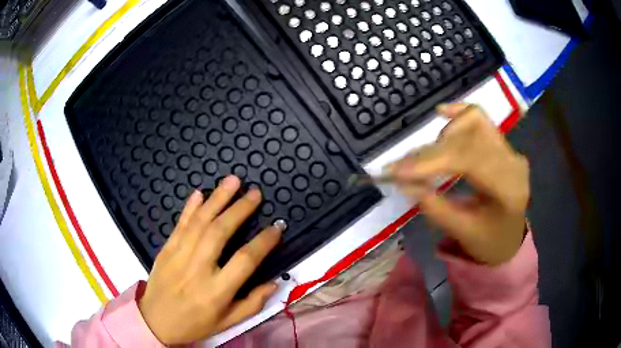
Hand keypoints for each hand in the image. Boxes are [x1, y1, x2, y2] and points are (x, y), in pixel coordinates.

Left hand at [138, 175, 282, 344]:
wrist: (155, 321)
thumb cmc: (195, 324)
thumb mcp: (228, 323)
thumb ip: (252, 303)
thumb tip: (274, 282)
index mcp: (216, 291)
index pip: (245, 260)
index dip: (264, 242)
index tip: (277, 227)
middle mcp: (197, 269)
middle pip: (220, 232)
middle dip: (240, 209)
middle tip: (255, 193)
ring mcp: (178, 256)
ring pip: (200, 222)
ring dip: (217, 199)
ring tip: (233, 180)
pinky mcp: (166, 249)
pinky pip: (180, 224)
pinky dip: (190, 207)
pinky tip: (200, 192)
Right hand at [390, 104, 528, 265]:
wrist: (510, 237)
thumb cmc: (488, 241)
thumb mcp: (461, 231)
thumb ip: (434, 206)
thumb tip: (404, 181)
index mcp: (509, 189)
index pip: (469, 160)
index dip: (431, 161)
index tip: (396, 170)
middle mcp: (513, 162)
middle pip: (469, 138)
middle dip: (431, 151)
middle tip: (402, 166)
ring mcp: (510, 149)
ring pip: (474, 121)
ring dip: (444, 134)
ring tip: (425, 155)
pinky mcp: (503, 144)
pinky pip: (481, 119)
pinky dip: (459, 113)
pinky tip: (442, 112)